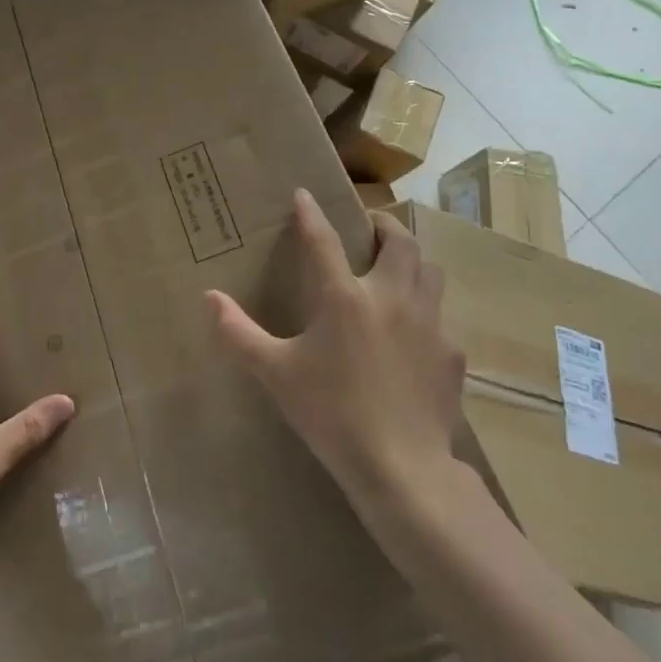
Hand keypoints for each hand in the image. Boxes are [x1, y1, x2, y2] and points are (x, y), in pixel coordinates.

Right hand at [208, 190, 464, 513]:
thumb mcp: (275, 373)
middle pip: (399, 240)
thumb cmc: (331, 414)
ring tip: (394, 268)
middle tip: (367, 228)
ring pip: (429, 270)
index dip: (311, 212)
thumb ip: (239, 332)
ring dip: (411, 260)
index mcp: (344, 297)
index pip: (323, 239)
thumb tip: (208, 298)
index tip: (304, 193)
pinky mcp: (452, 354)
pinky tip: (411, 334)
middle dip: (382, 225)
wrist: (402, 468)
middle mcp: (391, 297)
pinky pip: (441, 317)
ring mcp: (429, 323)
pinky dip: (425, 311)